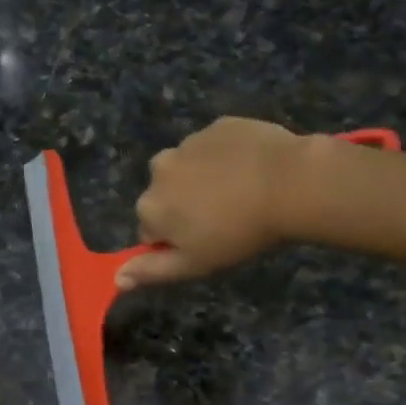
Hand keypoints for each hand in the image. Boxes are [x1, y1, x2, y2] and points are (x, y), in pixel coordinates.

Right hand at [117, 117, 313, 288]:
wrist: (289, 184)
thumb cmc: (238, 233)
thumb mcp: (194, 264)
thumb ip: (152, 271)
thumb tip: (116, 278)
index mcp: (149, 206)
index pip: (151, 230)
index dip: (176, 240)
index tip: (205, 243)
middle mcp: (159, 169)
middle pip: (167, 195)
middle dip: (186, 205)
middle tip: (225, 219)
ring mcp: (189, 142)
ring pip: (190, 168)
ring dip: (206, 180)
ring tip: (242, 194)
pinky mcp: (219, 125)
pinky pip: (215, 147)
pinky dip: (227, 158)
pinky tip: (252, 170)